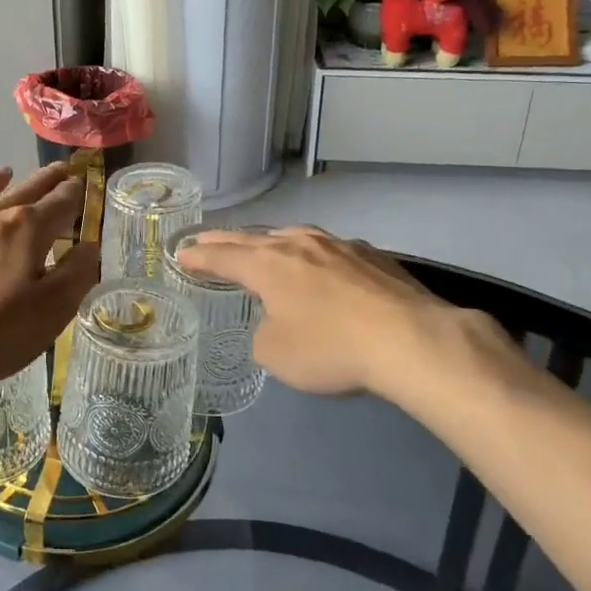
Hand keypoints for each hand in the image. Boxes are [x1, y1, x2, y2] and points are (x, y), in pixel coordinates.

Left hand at [0, 162, 98, 403]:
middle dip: (44, 179)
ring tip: (4, 172)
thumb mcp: (49, 313)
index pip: (59, 203)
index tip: (82, 182)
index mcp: (26, 230)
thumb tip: (90, 246)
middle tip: (58, 168)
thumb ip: (74, 276)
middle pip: (23, 191)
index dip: (74, 192)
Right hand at [177, 226, 526, 403]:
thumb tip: (275, 322)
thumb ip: (263, 332)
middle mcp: (298, 243)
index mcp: (267, 263)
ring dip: (269, 241)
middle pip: (252, 238)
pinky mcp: (371, 256)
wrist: (409, 338)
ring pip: (292, 236)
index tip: (181, 253)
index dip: (198, 257)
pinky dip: (310, 255)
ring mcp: (337, 245)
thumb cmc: (330, 347)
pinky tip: (318, 264)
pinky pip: (326, 250)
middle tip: (204, 239)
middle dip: (225, 240)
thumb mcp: (276, 354)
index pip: (222, 255)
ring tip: (259, 244)